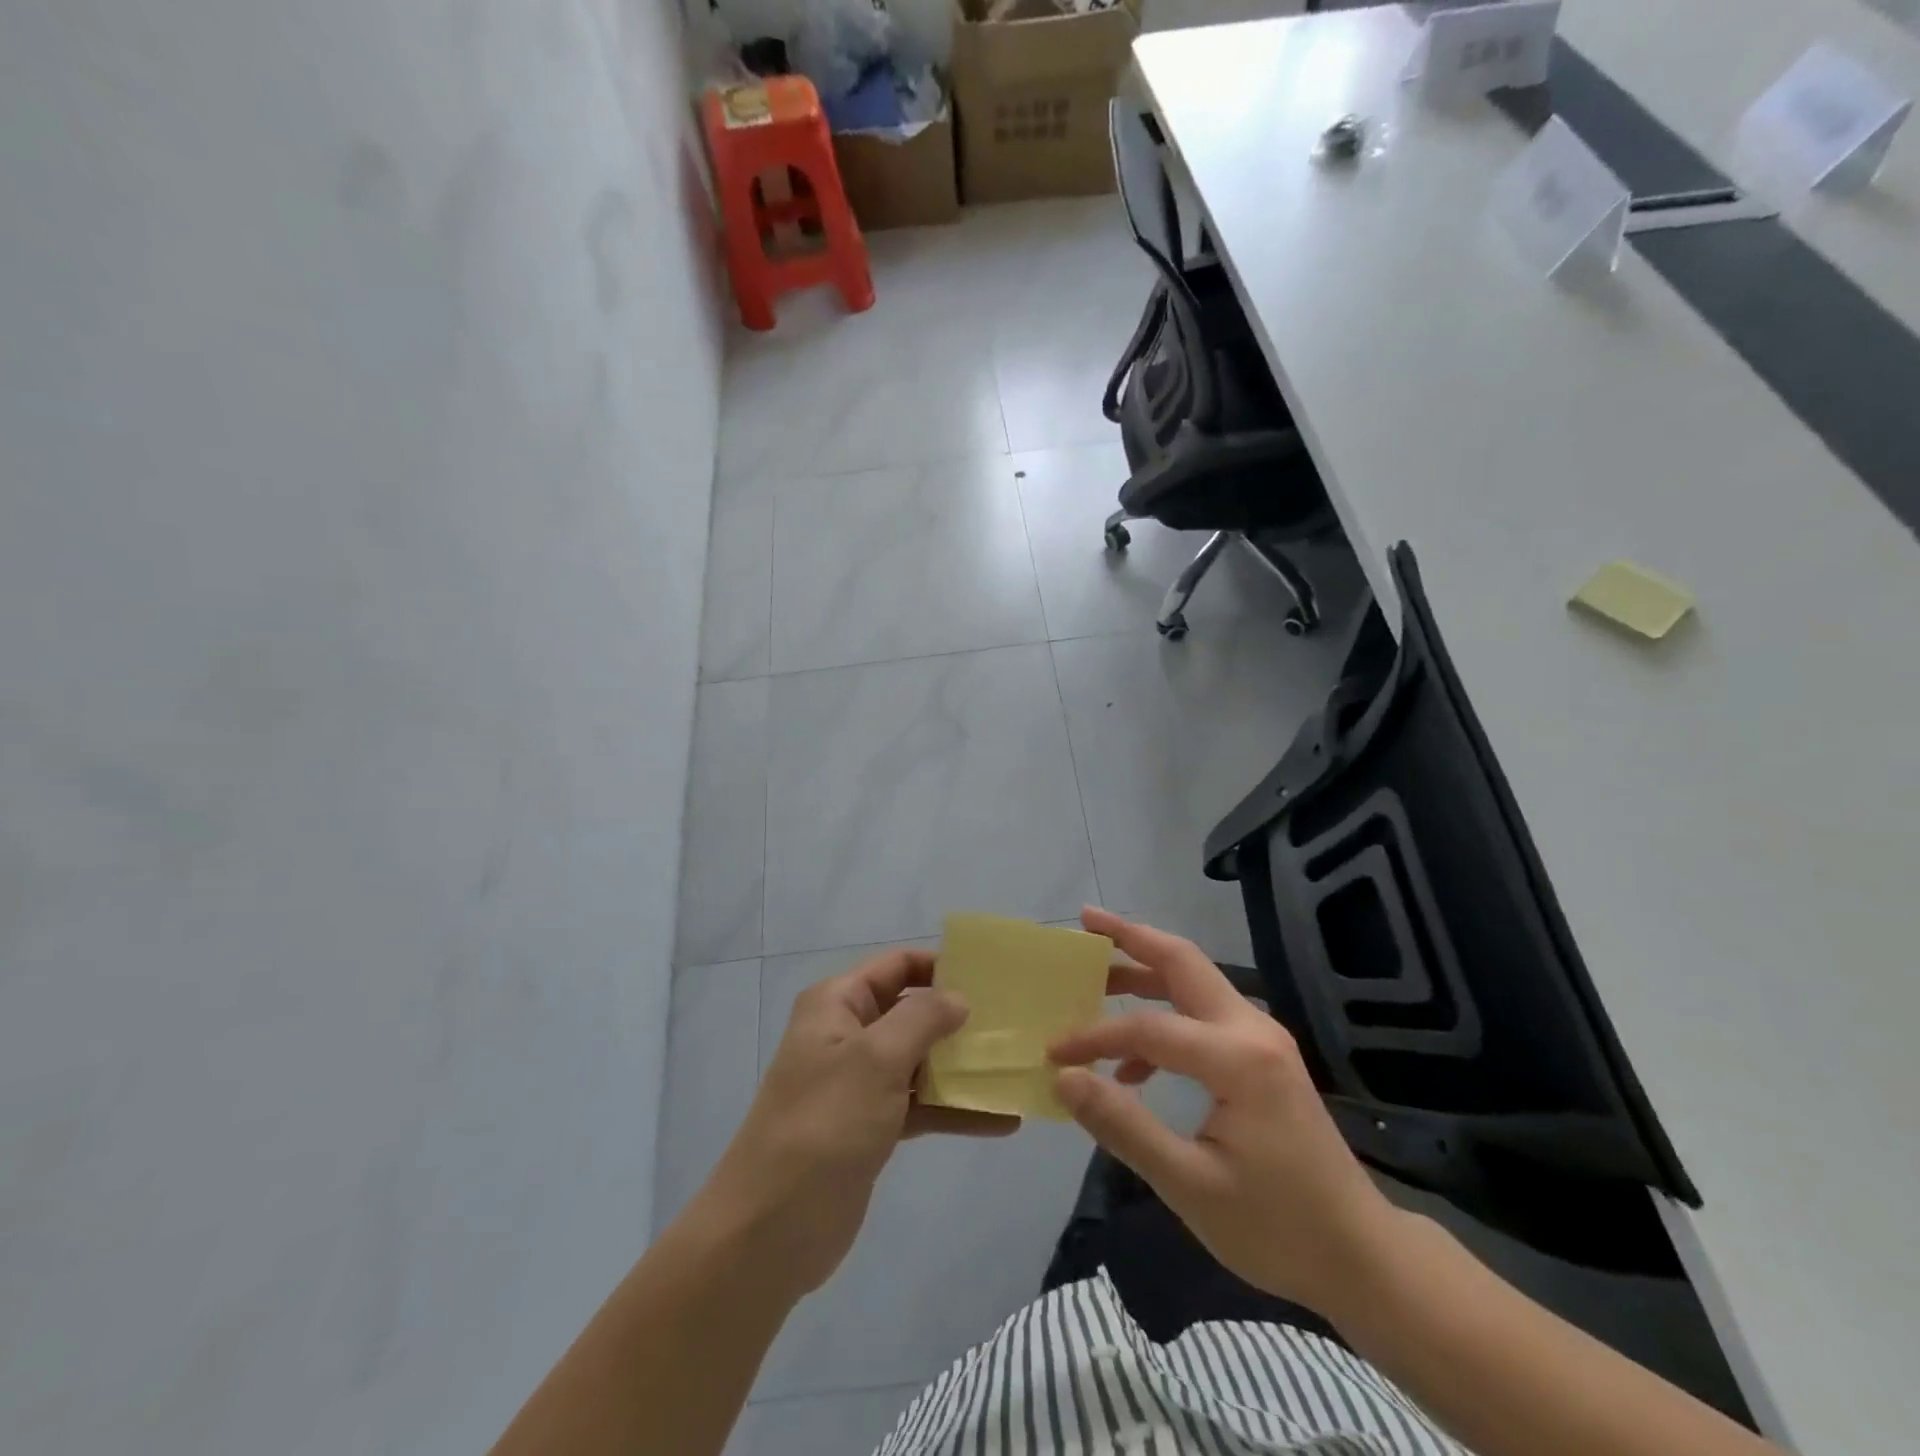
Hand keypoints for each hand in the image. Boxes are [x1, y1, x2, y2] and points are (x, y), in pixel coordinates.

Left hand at [695, 949, 1015, 1301]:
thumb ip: (923, 1018)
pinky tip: (1002, 1120)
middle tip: (1013, 1023)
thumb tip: (959, 997)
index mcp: (838, 1003)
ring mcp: (860, 1083)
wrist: (771, 1229)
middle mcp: (848, 1034)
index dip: (940, 966)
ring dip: (963, 1066)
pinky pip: (921, 1105)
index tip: (990, 978)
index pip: (897, 965)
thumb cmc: (825, 1124)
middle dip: (959, 1017)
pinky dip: (956, 1110)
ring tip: (1014, 1068)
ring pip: (921, 1060)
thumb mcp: (876, 1058)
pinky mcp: (872, 1126)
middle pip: (912, 1011)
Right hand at [1050, 908, 1400, 1316]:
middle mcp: (1251, 1029)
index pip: (1148, 1028)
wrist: (1360, 1256)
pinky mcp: (1262, 1055)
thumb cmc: (1277, 1228)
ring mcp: (1261, 1038)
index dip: (1095, 1036)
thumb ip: (1124, 1125)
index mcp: (1238, 1058)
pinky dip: (1164, 1015)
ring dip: (1145, 969)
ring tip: (1097, 974)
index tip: (1053, 1054)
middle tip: (1085, 921)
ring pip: (1193, 980)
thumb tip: (1066, 1078)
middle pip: (1182, 961)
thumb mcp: (1191, 1186)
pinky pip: (1203, 1015)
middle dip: (1131, 937)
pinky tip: (1134, 1064)